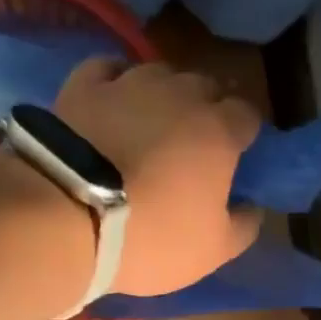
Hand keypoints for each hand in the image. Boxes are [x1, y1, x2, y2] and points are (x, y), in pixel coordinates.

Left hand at [55, 57, 262, 295]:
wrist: (67, 218)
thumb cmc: (153, 237)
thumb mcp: (213, 251)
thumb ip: (244, 226)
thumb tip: (253, 206)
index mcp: (219, 131)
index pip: (248, 114)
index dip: (244, 133)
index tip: (237, 155)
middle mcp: (180, 93)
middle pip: (206, 86)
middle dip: (207, 108)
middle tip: (195, 143)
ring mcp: (129, 82)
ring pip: (160, 73)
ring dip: (164, 93)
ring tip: (151, 123)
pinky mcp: (84, 84)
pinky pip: (110, 68)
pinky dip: (117, 81)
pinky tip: (114, 100)